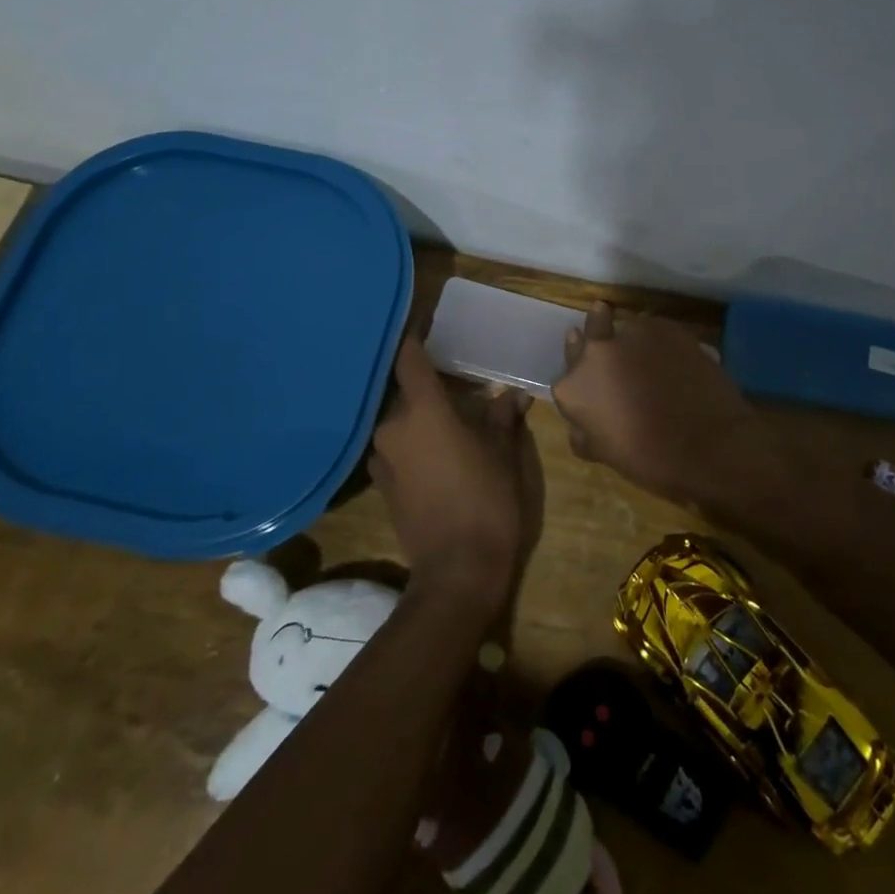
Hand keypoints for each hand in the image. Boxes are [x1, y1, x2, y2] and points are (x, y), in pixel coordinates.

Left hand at [370, 338, 540, 614]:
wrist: (457, 571)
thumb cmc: (487, 500)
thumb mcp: (504, 453)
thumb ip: (503, 417)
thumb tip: (513, 395)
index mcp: (423, 410)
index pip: (408, 357)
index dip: (414, 336)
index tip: (424, 322)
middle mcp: (392, 426)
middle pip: (404, 388)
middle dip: (427, 380)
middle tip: (454, 375)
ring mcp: (381, 456)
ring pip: (399, 417)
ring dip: (420, 411)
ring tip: (449, 413)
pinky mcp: (381, 483)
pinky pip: (396, 444)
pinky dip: (413, 437)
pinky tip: (437, 447)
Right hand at [551, 302, 755, 503]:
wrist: (712, 446)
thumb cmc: (653, 461)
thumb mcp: (606, 453)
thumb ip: (586, 431)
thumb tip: (580, 424)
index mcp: (573, 388)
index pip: (567, 377)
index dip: (582, 382)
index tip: (595, 385)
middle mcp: (595, 352)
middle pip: (590, 333)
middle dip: (597, 336)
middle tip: (610, 343)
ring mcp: (631, 334)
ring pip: (626, 330)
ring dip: (632, 342)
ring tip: (651, 359)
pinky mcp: (665, 327)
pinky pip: (655, 331)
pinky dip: (661, 343)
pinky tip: (675, 360)